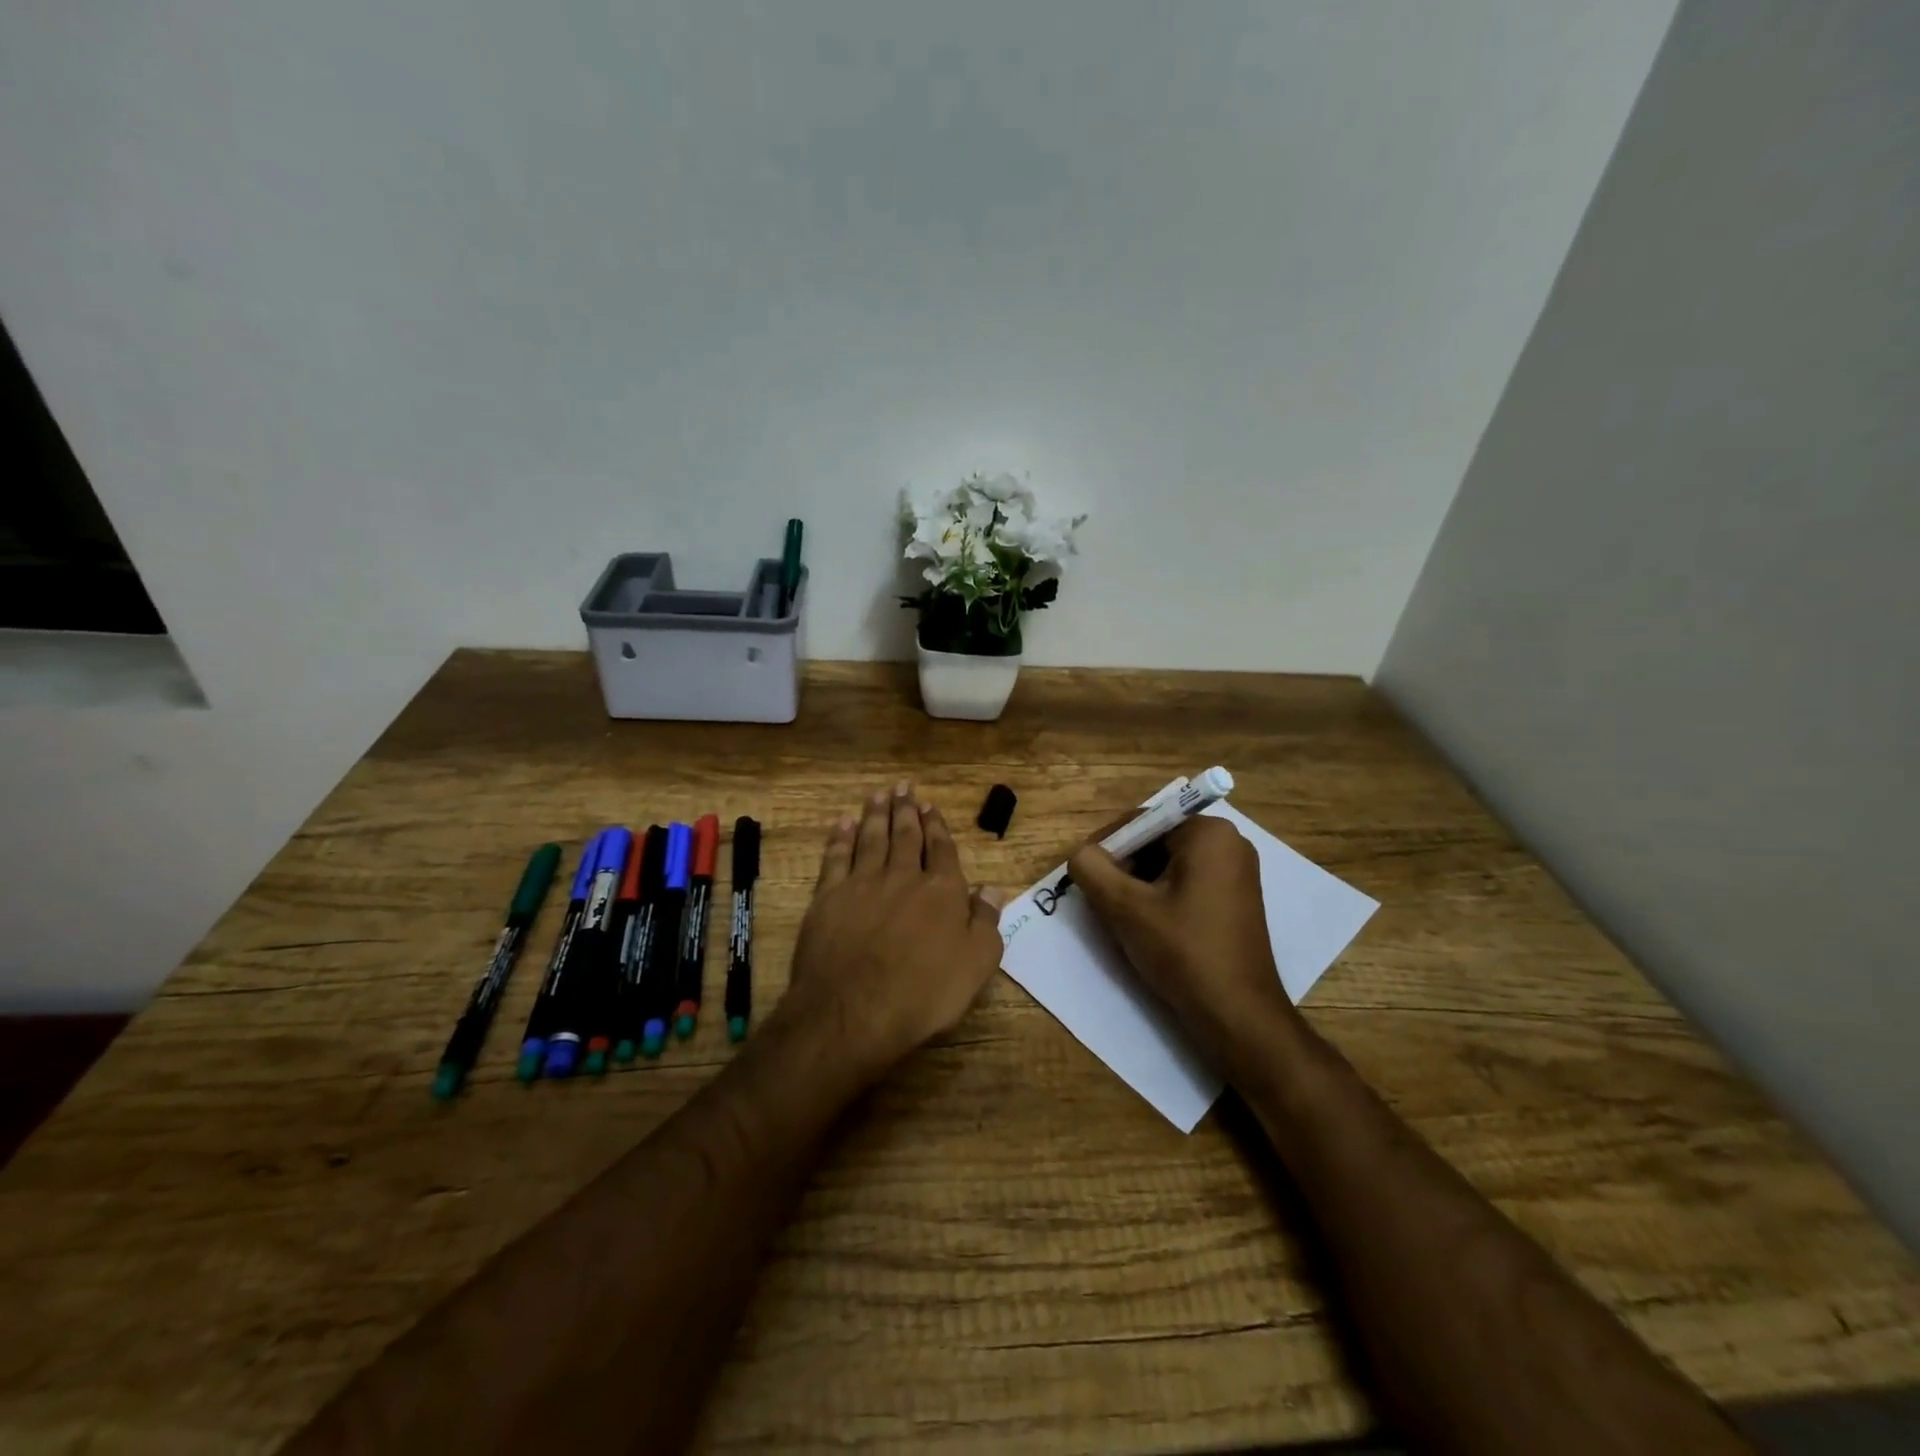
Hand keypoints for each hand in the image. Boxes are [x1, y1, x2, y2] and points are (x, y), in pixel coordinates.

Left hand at [778, 783, 1004, 1075]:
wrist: (854, 1010)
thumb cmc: (924, 993)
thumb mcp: (975, 964)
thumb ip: (985, 921)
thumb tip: (993, 887)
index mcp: (942, 891)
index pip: (941, 850)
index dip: (937, 827)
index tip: (931, 806)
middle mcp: (903, 877)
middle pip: (905, 836)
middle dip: (906, 810)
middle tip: (904, 787)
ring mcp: (862, 884)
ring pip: (871, 839)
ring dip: (875, 815)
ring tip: (878, 795)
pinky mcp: (828, 897)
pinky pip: (836, 858)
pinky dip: (840, 838)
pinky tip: (842, 823)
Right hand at [1066, 815, 1298, 1068]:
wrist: (1238, 1016)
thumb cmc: (1183, 952)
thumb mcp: (1125, 908)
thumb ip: (1092, 869)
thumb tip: (1081, 854)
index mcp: (1209, 833)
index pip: (1141, 821)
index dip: (1107, 848)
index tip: (1086, 878)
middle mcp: (1230, 843)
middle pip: (1155, 842)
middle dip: (1124, 869)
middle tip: (1103, 902)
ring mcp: (1237, 873)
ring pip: (1168, 866)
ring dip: (1139, 887)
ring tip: (1123, 919)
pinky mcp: (1236, 900)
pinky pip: (1187, 884)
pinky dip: (1162, 899)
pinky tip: (1149, 928)